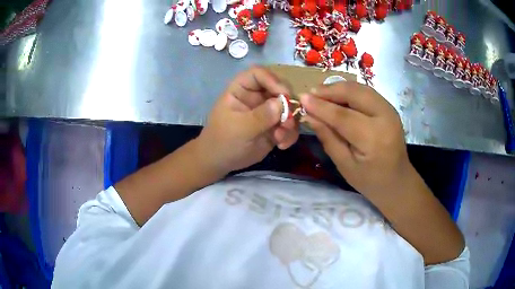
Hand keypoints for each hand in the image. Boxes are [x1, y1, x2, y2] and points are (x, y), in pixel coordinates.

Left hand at [196, 66, 298, 173]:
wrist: (220, 162)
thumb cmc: (223, 140)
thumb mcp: (239, 128)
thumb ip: (260, 116)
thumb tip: (282, 103)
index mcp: (242, 89)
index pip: (258, 73)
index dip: (272, 79)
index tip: (284, 93)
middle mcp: (257, 96)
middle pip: (279, 88)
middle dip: (287, 103)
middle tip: (288, 119)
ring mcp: (268, 112)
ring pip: (288, 108)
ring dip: (290, 123)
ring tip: (281, 137)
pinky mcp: (274, 127)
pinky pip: (289, 126)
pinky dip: (289, 135)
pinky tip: (281, 145)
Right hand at [300, 82, 413, 197]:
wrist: (397, 181)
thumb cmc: (370, 180)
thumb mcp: (345, 165)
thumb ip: (328, 138)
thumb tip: (309, 116)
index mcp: (374, 139)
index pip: (343, 116)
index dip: (321, 106)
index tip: (302, 98)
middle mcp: (385, 118)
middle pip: (354, 94)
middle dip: (330, 90)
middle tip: (310, 94)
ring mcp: (390, 110)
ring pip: (360, 88)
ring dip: (339, 88)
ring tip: (320, 94)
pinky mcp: (389, 107)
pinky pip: (366, 92)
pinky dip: (349, 91)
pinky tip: (337, 96)